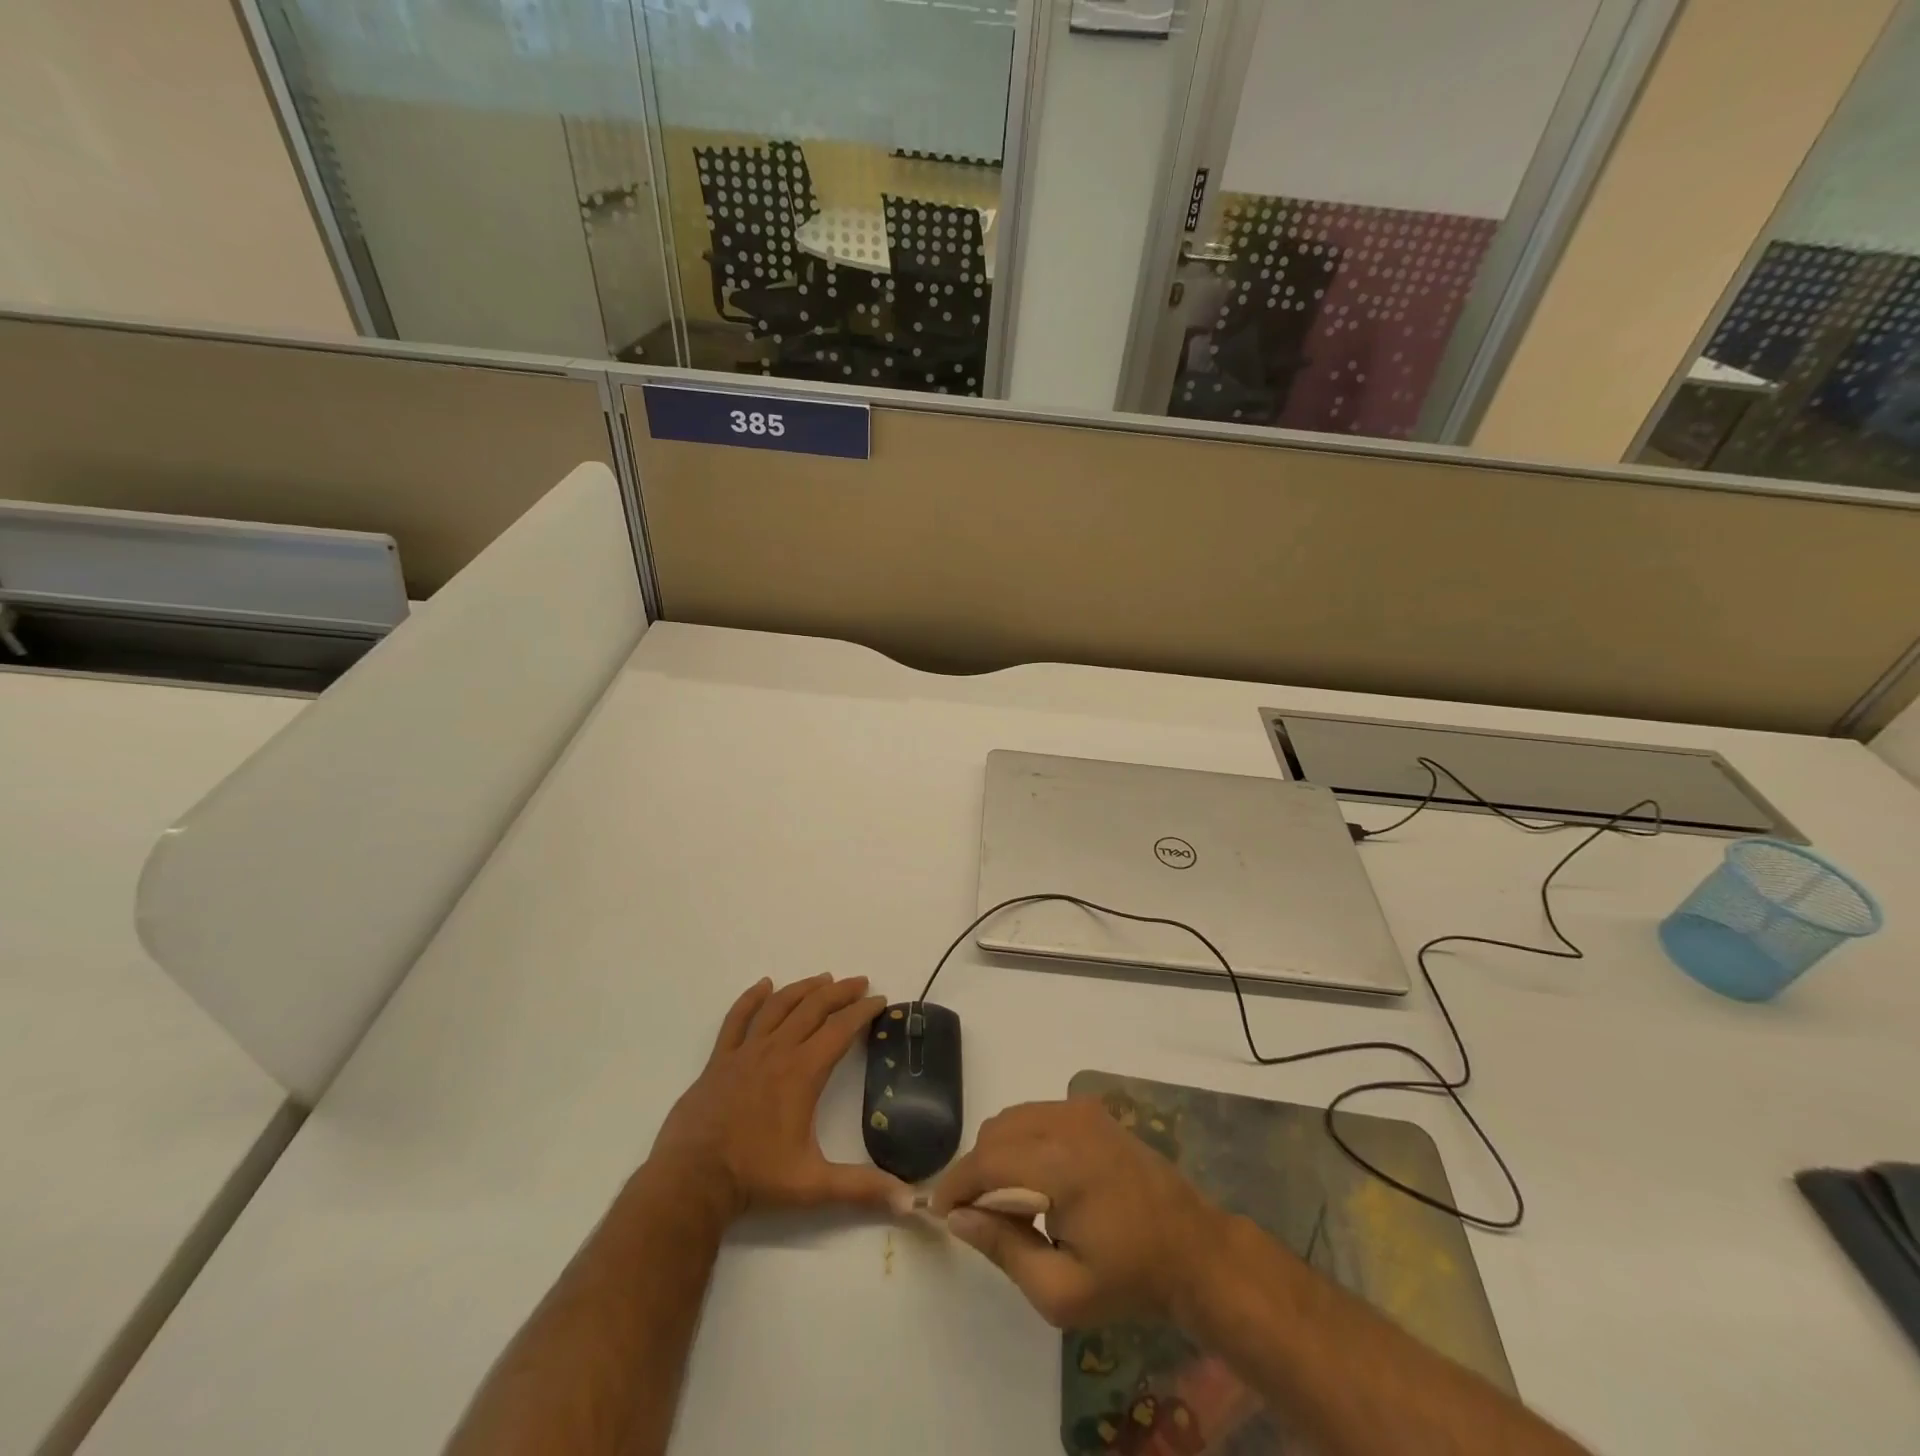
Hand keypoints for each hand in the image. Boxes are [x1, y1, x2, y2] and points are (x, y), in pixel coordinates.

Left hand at [649, 974, 908, 1222]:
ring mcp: (745, 1052)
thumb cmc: (755, 1177)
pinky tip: (764, 985)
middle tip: (859, 982)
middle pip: (813, 1008)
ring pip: (779, 1006)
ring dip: (803, 989)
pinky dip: (751, 998)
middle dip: (840, 992)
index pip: (841, 1029)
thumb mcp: (814, 1185)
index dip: (863, 1012)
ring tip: (823, 978)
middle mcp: (777, 1051)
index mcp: (803, 1072)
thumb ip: (862, 1188)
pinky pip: (737, 1019)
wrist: (692, 1180)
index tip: (880, 1000)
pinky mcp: (720, 1060)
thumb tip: (910, 1200)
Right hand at [931, 1098, 1227, 1327]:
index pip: (987, 1160)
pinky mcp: (1091, 1109)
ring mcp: (1081, 1110)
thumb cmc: (1129, 1279)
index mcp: (1061, 1164)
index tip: (939, 1211)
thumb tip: (957, 1218)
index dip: (956, 1184)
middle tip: (976, 1215)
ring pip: (1013, 1118)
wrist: (1193, 1249)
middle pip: (995, 1132)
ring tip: (1005, 1199)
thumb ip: (1003, 1249)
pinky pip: (1036, 1114)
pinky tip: (1034, 1178)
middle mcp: (1067, 1122)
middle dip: (975, 1170)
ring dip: (996, 1152)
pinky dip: (1020, 1139)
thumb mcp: (1061, 1292)